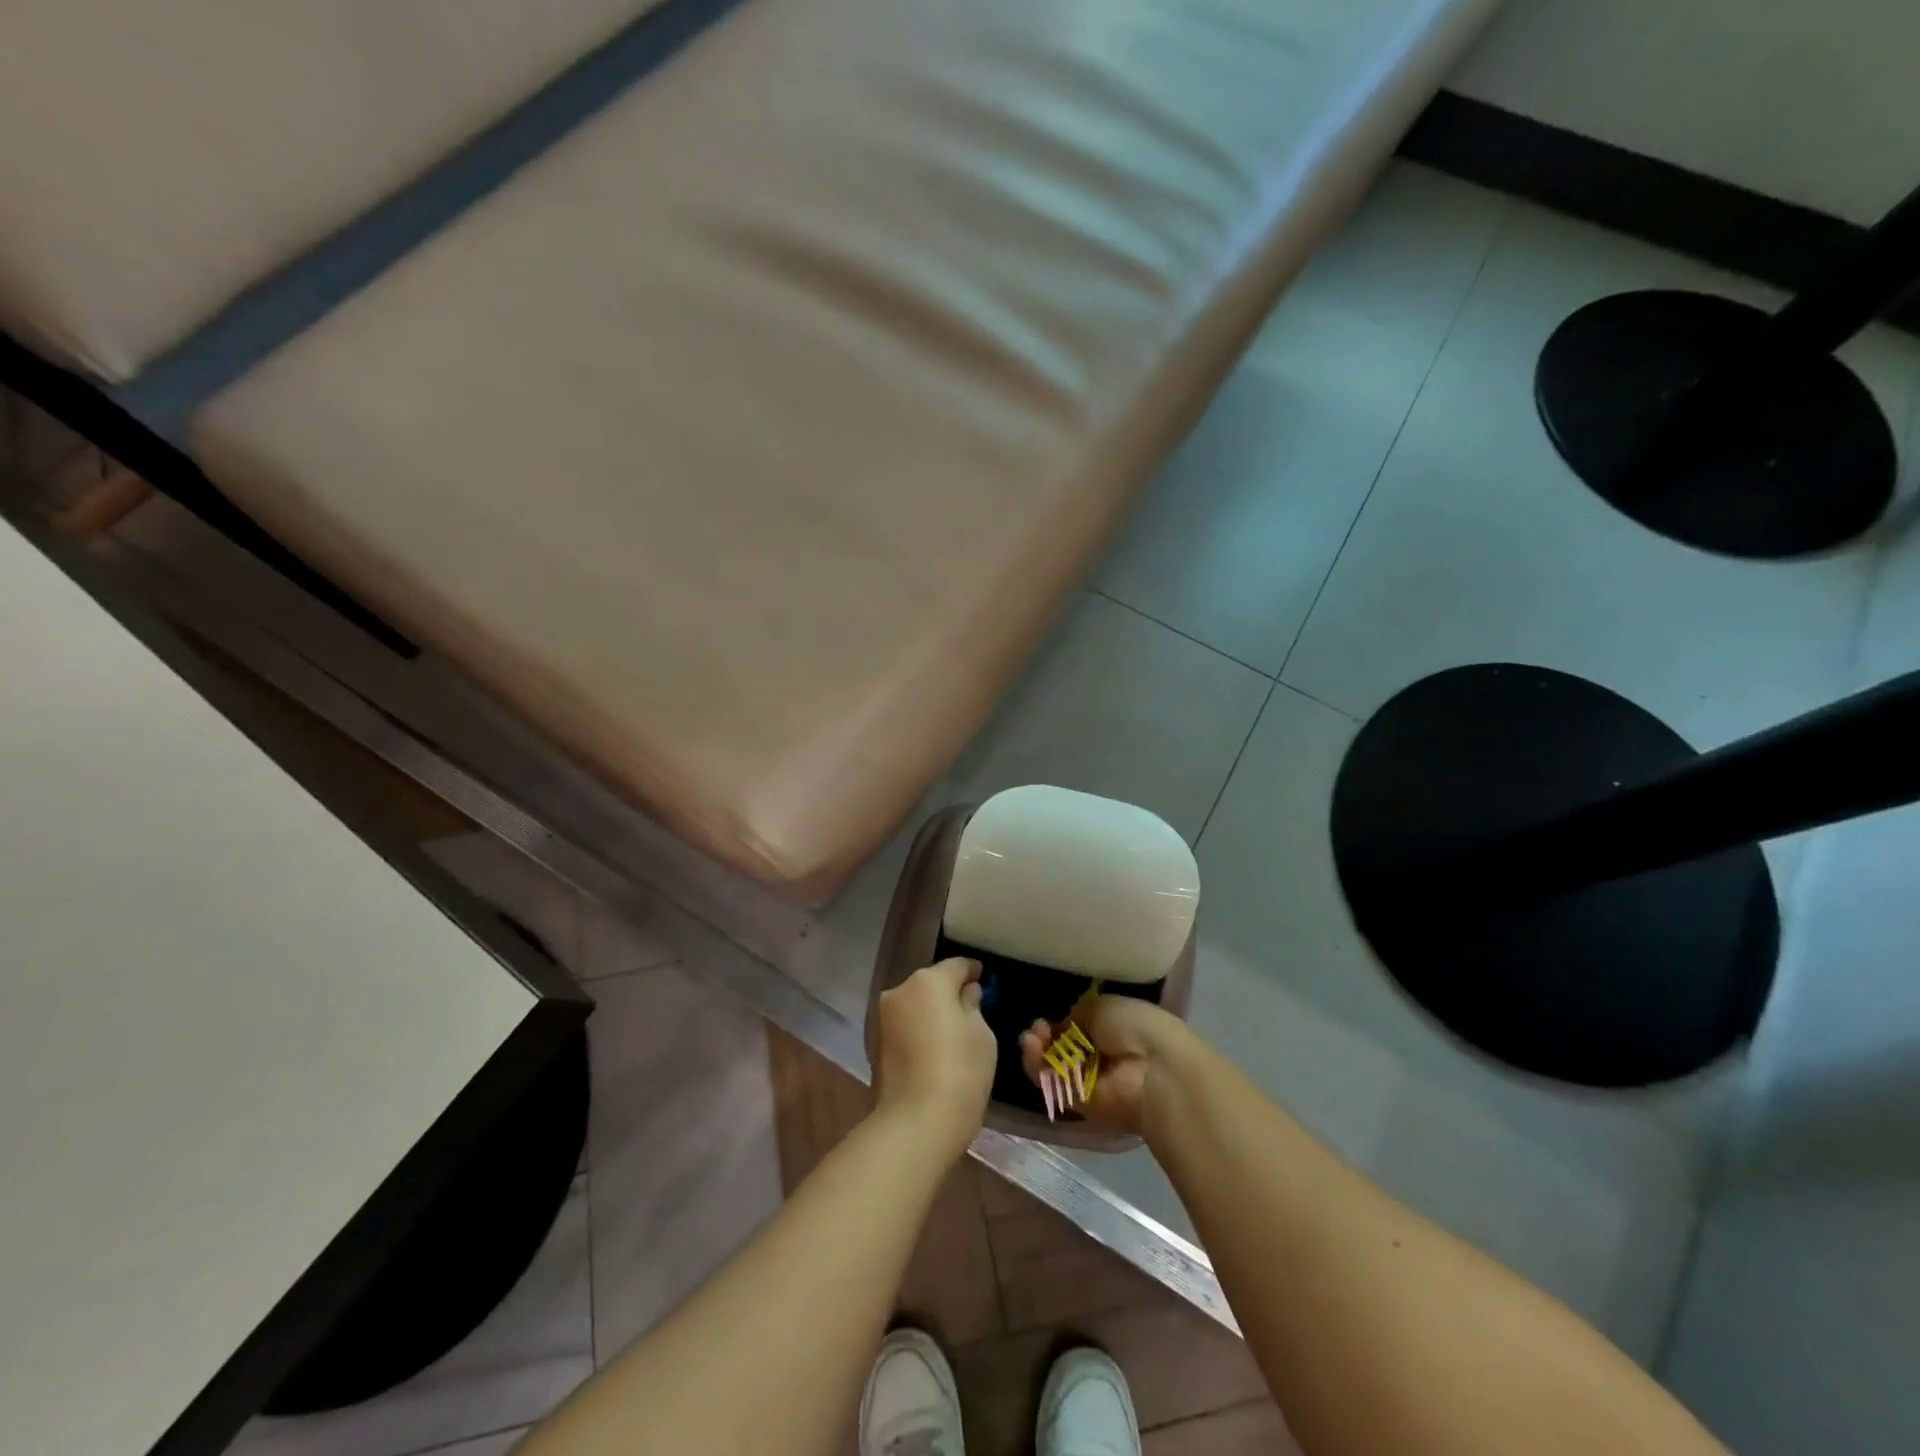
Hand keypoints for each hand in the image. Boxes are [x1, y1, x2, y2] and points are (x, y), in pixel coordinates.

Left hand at [874, 958, 997, 1160]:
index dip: (972, 971)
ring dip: (932, 1012)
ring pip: (916, 1004)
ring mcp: (884, 1018)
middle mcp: (900, 991)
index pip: (957, 965)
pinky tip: (935, 1047)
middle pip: (931, 983)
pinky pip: (906, 1025)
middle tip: (971, 1006)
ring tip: (954, 1030)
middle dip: (949, 991)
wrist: (916, 1123)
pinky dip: (920, 1029)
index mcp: (928, 981)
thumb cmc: (960, 1071)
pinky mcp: (878, 1044)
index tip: (983, 978)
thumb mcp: (981, 1034)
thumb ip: (973, 1006)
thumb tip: (966, 993)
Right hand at [1021, 995, 1186, 1135]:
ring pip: (1051, 1065)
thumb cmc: (1136, 1027)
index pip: (1078, 1027)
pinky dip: (1035, 1066)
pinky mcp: (1077, 1103)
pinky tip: (1030, 1047)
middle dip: (1045, 1035)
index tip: (1049, 1015)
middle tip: (1038, 1027)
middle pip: (1061, 1047)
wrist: (1154, 1071)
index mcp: (1113, 1030)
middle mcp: (1100, 1057)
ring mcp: (1088, 1081)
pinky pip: (1050, 1083)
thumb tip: (1065, 1025)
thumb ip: (1079, 1013)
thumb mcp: (1104, 1005)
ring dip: (1036, 1049)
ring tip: (1031, 1037)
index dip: (1061, 1021)